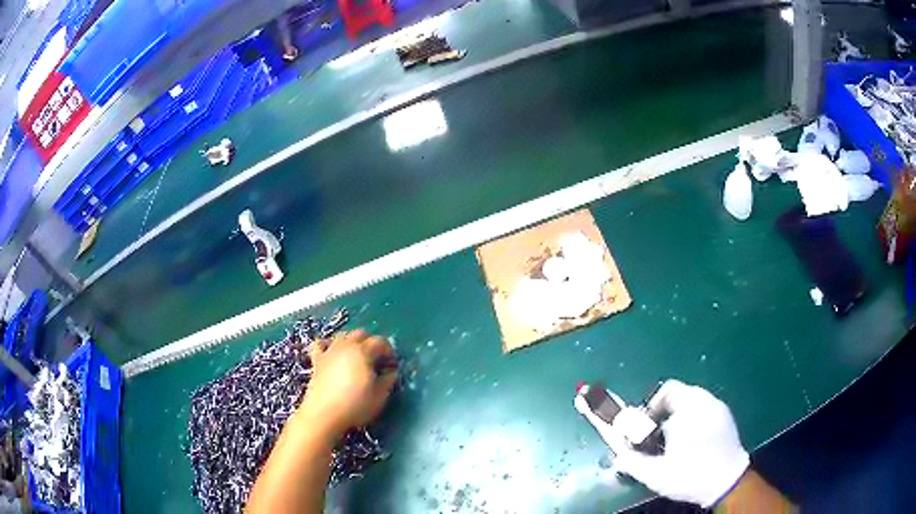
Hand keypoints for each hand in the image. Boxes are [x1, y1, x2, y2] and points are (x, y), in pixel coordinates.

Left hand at [300, 330, 397, 436]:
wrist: (323, 414)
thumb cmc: (355, 405)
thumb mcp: (380, 396)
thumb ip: (388, 380)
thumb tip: (391, 371)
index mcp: (363, 352)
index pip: (381, 341)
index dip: (389, 351)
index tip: (392, 365)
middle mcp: (346, 346)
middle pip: (361, 333)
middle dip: (371, 342)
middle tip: (377, 359)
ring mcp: (329, 351)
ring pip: (342, 335)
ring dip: (352, 341)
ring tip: (357, 357)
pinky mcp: (317, 360)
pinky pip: (321, 344)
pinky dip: (328, 344)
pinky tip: (332, 353)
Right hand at [578, 379, 748, 507]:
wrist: (727, 482)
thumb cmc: (690, 475)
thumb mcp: (655, 474)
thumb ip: (631, 461)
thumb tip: (616, 454)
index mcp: (688, 409)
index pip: (664, 393)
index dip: (649, 409)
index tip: (645, 430)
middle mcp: (704, 401)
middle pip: (677, 393)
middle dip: (662, 412)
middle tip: (656, 435)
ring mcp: (718, 406)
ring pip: (691, 399)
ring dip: (677, 414)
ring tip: (673, 439)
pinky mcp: (726, 415)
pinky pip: (704, 407)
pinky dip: (693, 417)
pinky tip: (691, 440)